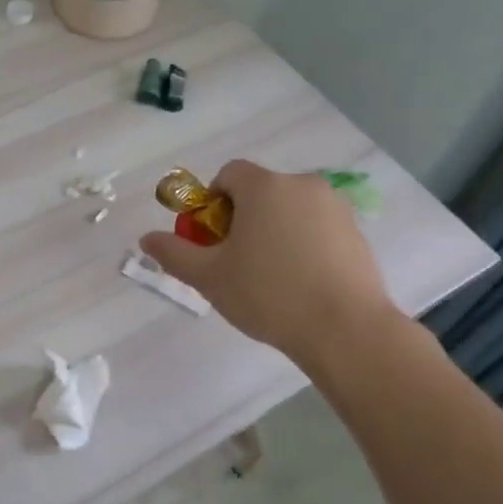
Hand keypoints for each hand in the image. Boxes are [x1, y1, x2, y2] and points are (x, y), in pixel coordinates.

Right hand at [138, 159, 398, 370]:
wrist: (345, 329)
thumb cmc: (268, 294)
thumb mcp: (209, 277)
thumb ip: (174, 253)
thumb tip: (146, 239)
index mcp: (264, 187)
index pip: (229, 174)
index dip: (213, 202)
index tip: (213, 239)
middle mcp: (302, 185)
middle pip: (261, 191)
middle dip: (243, 219)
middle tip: (237, 262)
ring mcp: (335, 207)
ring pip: (290, 210)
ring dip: (273, 231)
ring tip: (271, 277)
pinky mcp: (356, 232)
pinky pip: (317, 228)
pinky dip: (303, 244)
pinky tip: (301, 282)